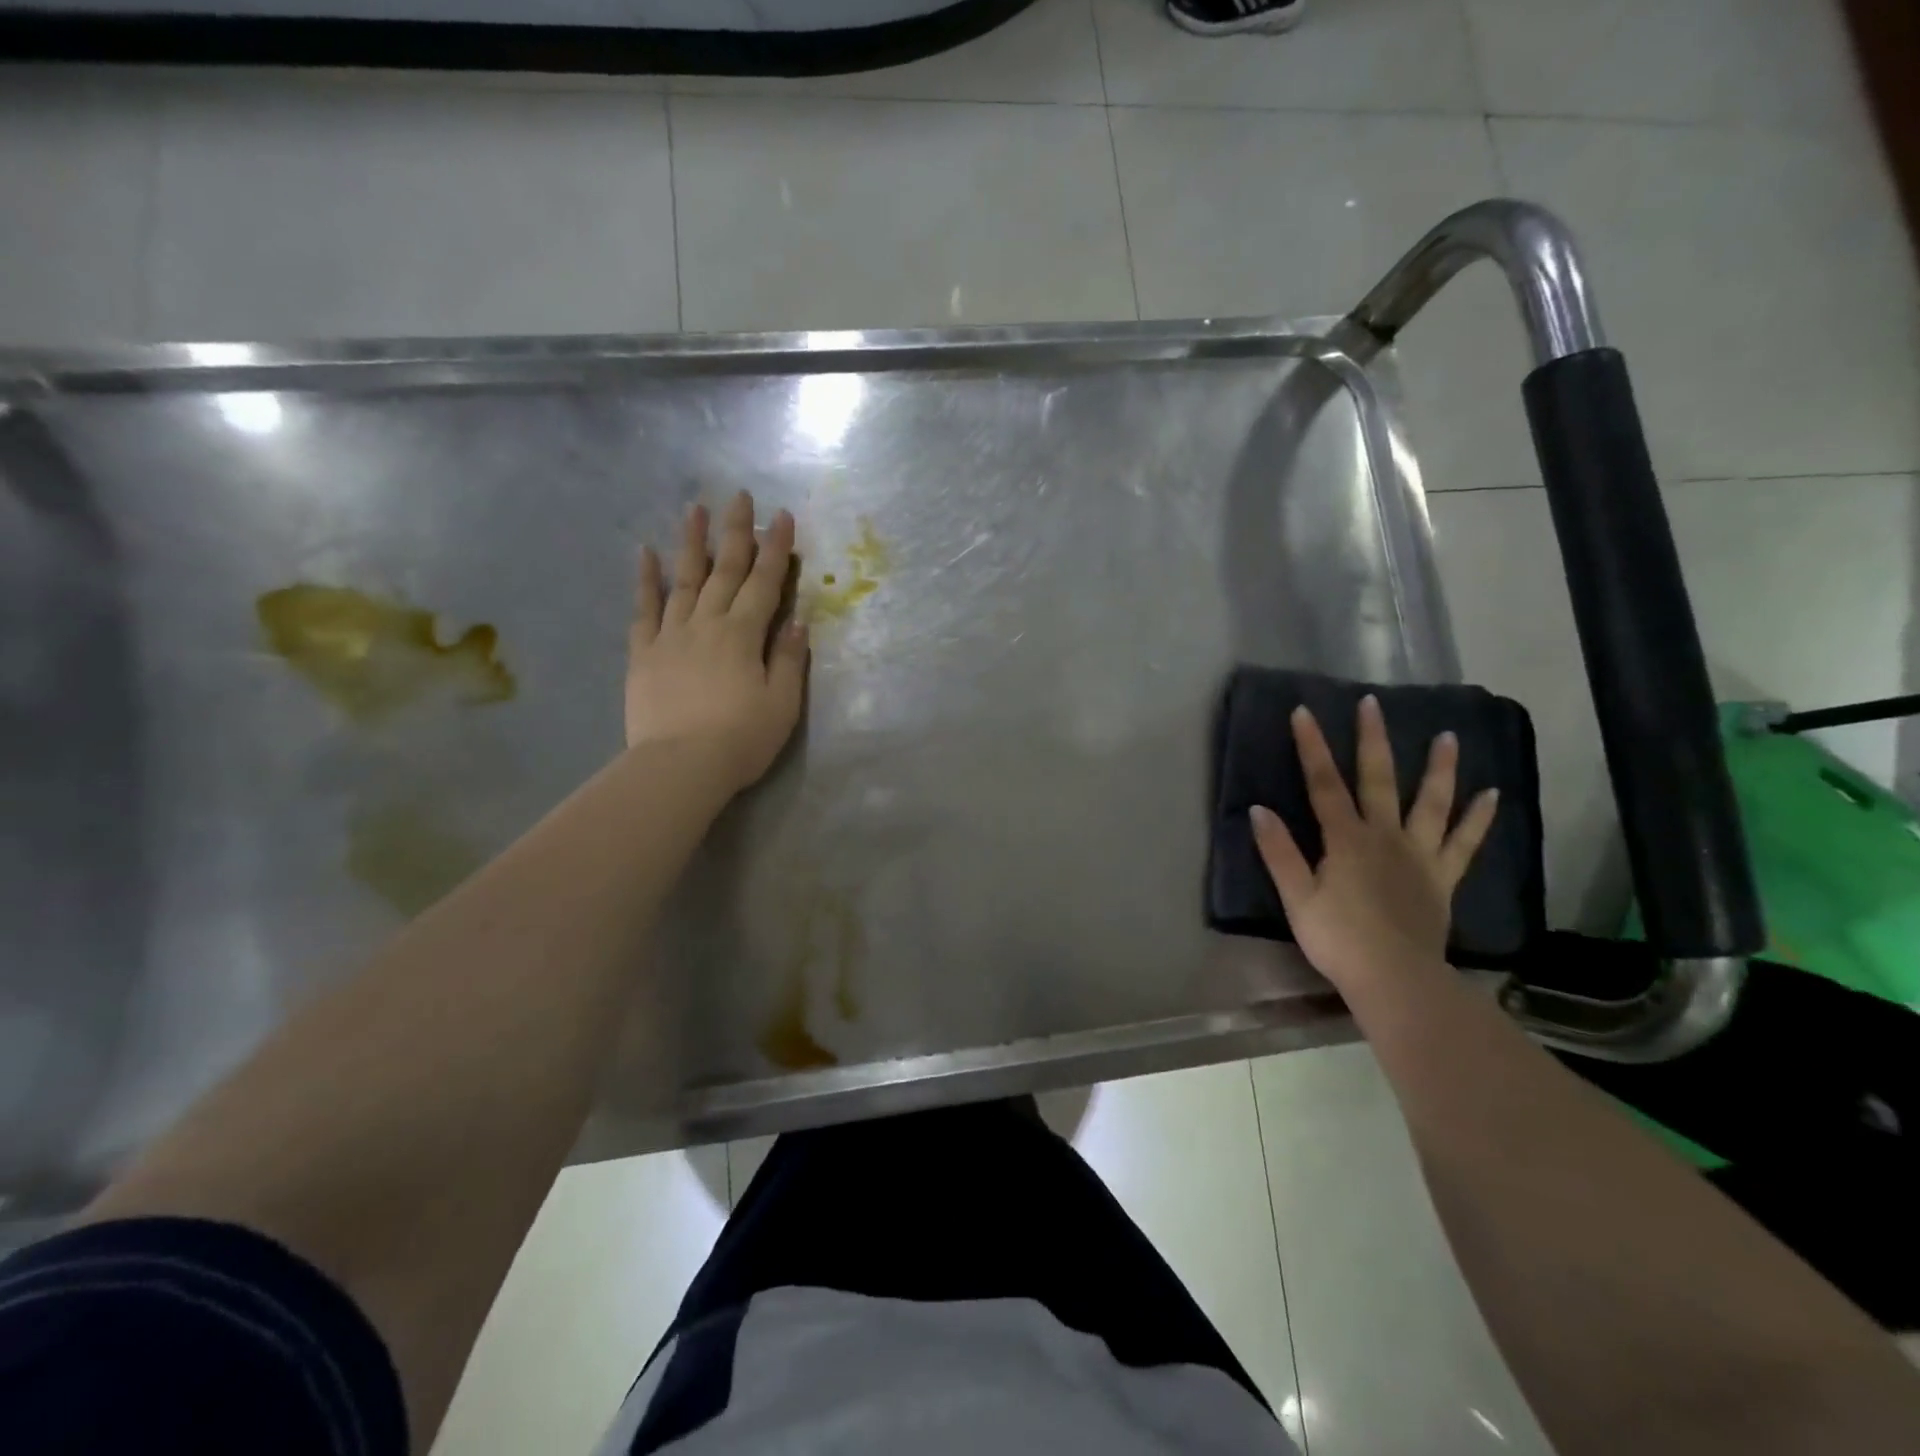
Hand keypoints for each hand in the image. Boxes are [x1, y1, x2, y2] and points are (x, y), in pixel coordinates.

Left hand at [627, 491, 808, 795]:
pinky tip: (645, 553)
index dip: (775, 548)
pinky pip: (644, 609)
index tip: (781, 516)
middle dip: (735, 532)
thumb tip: (797, 620)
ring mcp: (671, 635)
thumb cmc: (742, 738)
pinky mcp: (644, 654)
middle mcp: (707, 623)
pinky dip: (645, 580)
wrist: (680, 766)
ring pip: (683, 579)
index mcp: (743, 634)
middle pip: (725, 570)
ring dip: (691, 542)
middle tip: (739, 495)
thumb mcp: (782, 703)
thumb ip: (788, 658)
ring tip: (694, 508)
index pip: (765, 582)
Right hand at [1250, 695, 1499, 989]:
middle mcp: (1384, 836)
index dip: (1312, 746)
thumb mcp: (1296, 897)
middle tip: (1373, 703)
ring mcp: (1419, 855)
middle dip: (1372, 740)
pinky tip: (1493, 795)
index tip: (1304, 711)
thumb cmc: (1338, 938)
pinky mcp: (1442, 878)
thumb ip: (1279, 852)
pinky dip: (1479, 819)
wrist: (1394, 978)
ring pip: (1431, 803)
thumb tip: (1258, 809)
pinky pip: (1464, 843)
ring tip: (1448, 737)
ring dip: (1439, 768)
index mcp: (1345, 839)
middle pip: (1378, 780)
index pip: (1323, 783)